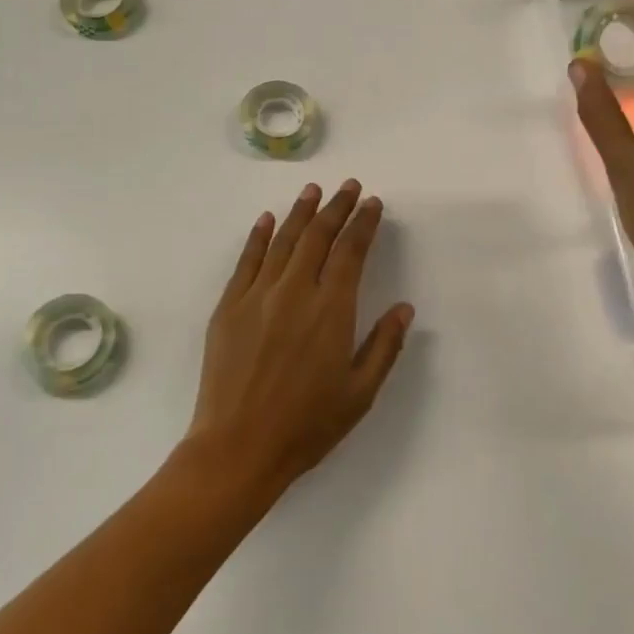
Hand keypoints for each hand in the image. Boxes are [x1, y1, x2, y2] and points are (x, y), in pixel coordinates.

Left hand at [183, 180, 414, 497]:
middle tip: (349, 186)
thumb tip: (404, 308)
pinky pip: (247, 260)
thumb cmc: (306, 425)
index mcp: (331, 310)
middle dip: (337, 207)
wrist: (238, 447)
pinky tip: (267, 219)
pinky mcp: (229, 306)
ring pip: (283, 240)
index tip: (372, 203)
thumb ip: (384, 346)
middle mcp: (295, 292)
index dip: (363, 223)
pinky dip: (258, 236)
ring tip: (314, 190)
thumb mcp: (359, 393)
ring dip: (301, 212)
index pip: (351, 252)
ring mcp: (257, 295)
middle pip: (318, 236)